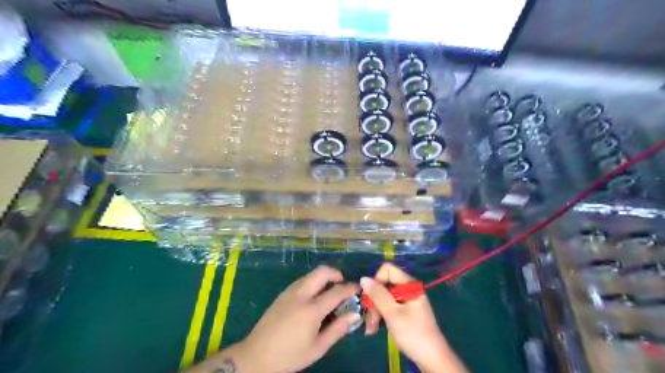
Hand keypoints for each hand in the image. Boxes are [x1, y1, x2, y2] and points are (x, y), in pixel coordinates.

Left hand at [236, 266, 358, 372]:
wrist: (255, 356)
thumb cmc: (289, 356)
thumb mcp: (317, 348)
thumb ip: (337, 329)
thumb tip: (353, 315)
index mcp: (311, 309)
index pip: (336, 291)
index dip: (350, 288)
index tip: (358, 288)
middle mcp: (301, 295)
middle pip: (322, 272)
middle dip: (336, 274)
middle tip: (342, 285)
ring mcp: (289, 292)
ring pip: (311, 274)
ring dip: (323, 277)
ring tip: (329, 293)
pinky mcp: (282, 294)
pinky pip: (302, 280)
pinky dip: (313, 282)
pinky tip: (313, 298)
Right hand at [361, 263, 463, 372]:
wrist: (432, 359)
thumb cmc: (413, 334)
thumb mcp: (393, 314)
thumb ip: (378, 295)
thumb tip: (363, 278)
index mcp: (410, 284)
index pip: (387, 269)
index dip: (376, 281)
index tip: (371, 298)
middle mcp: (408, 288)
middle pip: (384, 284)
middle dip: (374, 300)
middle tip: (369, 319)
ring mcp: (407, 300)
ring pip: (384, 296)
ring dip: (375, 310)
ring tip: (371, 328)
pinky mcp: (405, 310)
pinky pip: (388, 305)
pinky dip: (381, 315)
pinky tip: (375, 328)